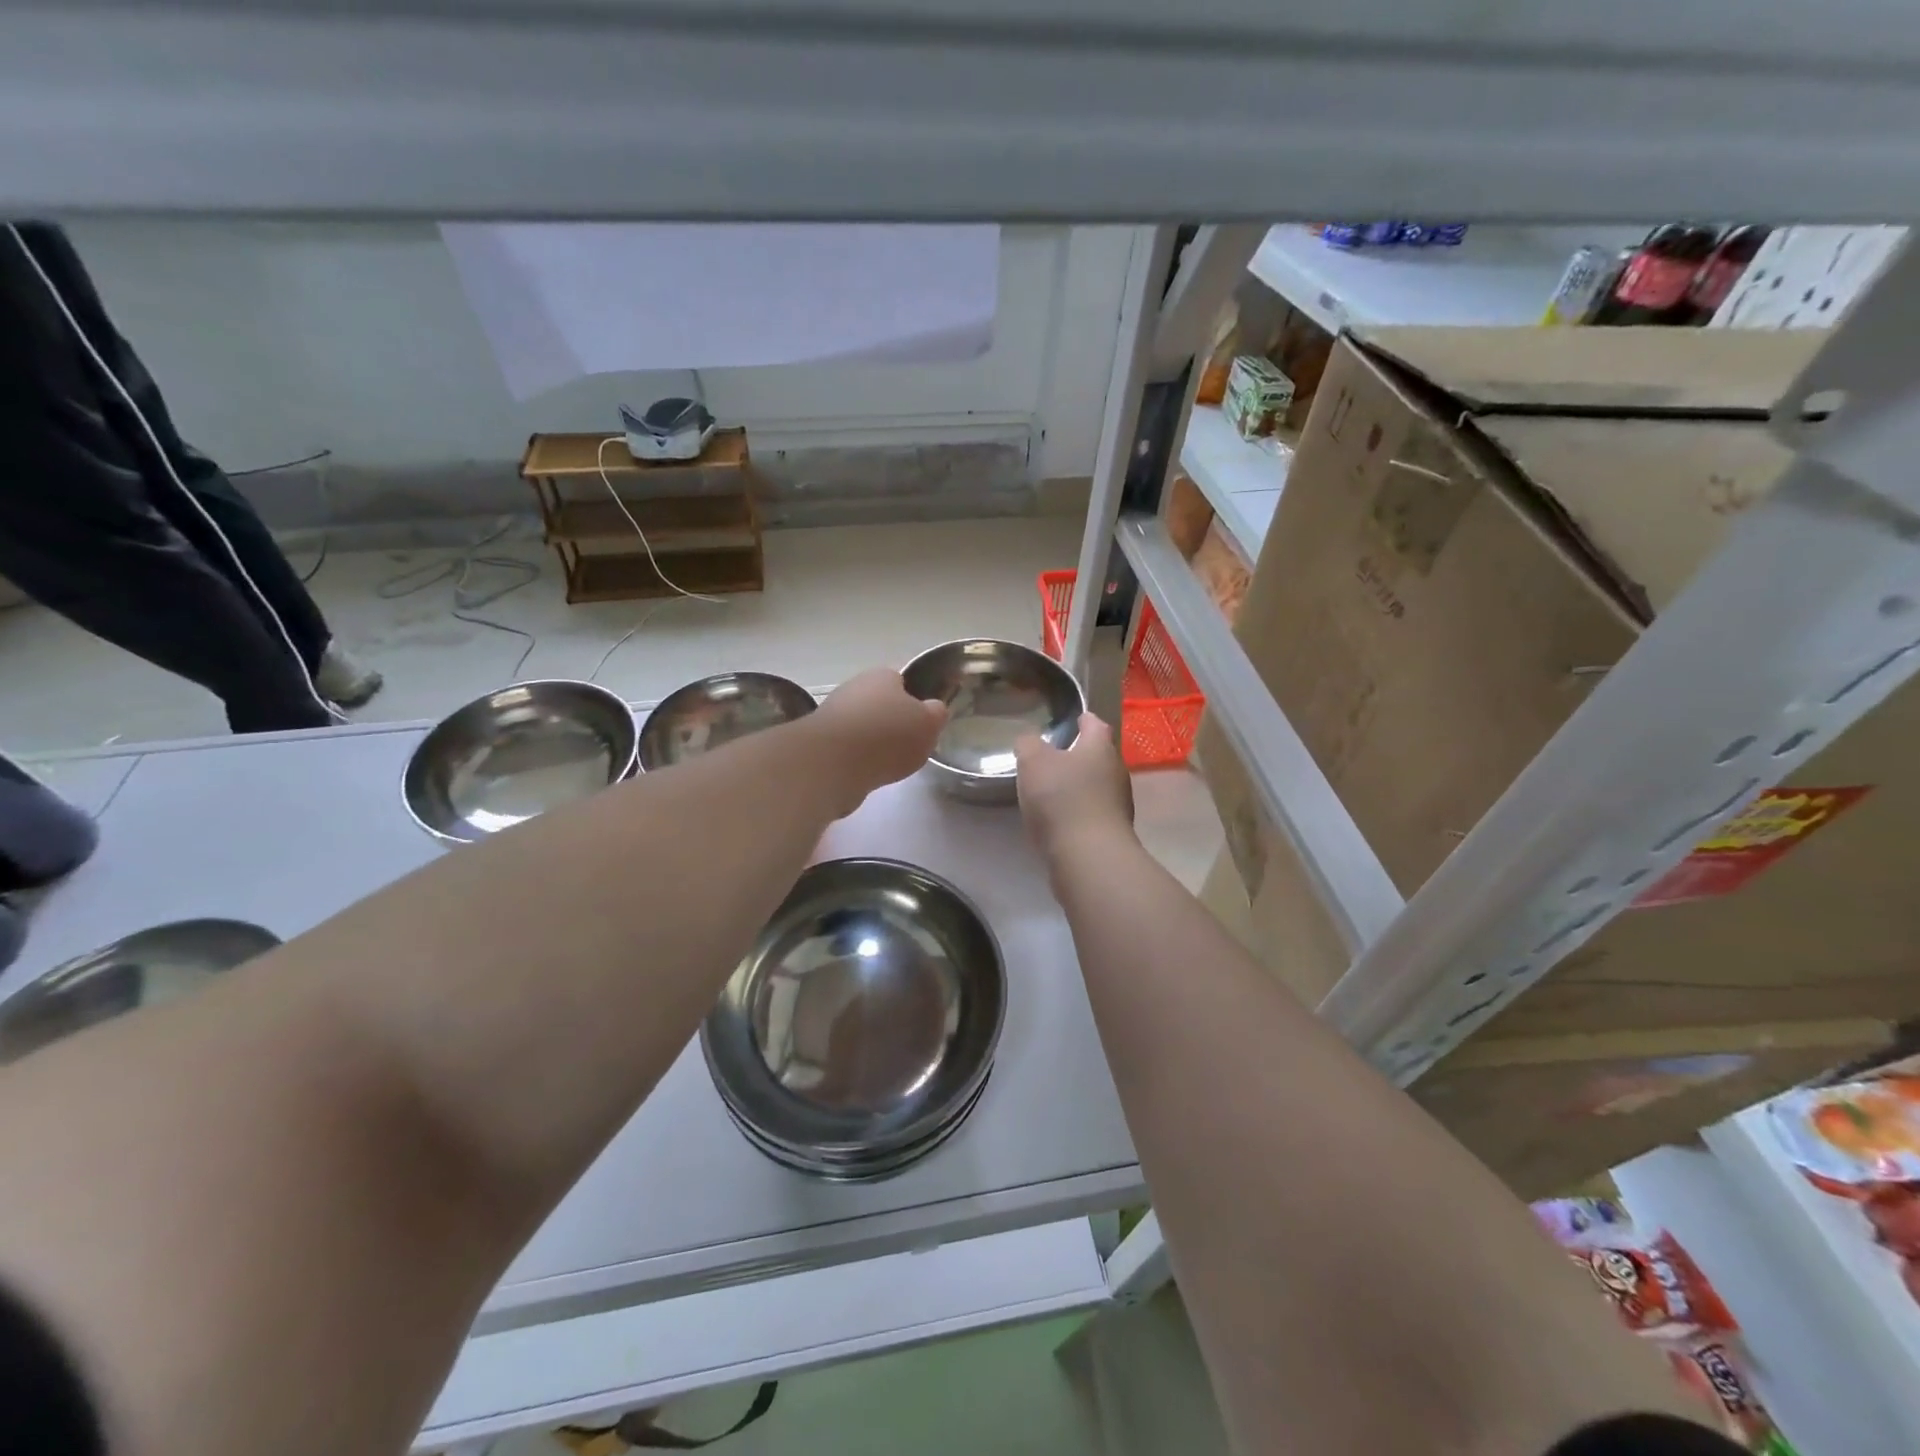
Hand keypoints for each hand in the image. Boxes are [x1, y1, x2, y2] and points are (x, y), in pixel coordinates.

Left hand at [810, 668, 947, 814]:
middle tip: (911, 745)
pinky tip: (868, 774)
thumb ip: (936, 714)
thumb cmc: (888, 735)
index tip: (925, 721)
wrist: (833, 763)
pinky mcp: (820, 742)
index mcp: (883, 675)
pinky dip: (859, 760)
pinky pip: (848, 749)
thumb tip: (933, 709)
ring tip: (891, 764)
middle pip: (881, 703)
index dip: (916, 698)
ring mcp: (834, 714)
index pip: (903, 679)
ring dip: (875, 743)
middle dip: (894, 722)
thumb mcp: (929, 723)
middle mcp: (855, 688)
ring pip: (863, 727)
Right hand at [1015, 713, 1133, 859]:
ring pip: (1098, 785)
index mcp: (1100, 747)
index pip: (1095, 724)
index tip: (1073, 719)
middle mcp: (1116, 771)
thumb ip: (1029, 744)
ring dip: (1079, 785)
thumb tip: (1030, 739)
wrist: (1089, 856)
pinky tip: (1060, 820)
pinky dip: (1079, 811)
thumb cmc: (1062, 798)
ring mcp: (1118, 804)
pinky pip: (1094, 812)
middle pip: (1099, 756)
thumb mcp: (1033, 762)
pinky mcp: (1112, 831)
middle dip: (1080, 755)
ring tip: (1053, 790)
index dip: (1083, 719)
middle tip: (1054, 757)